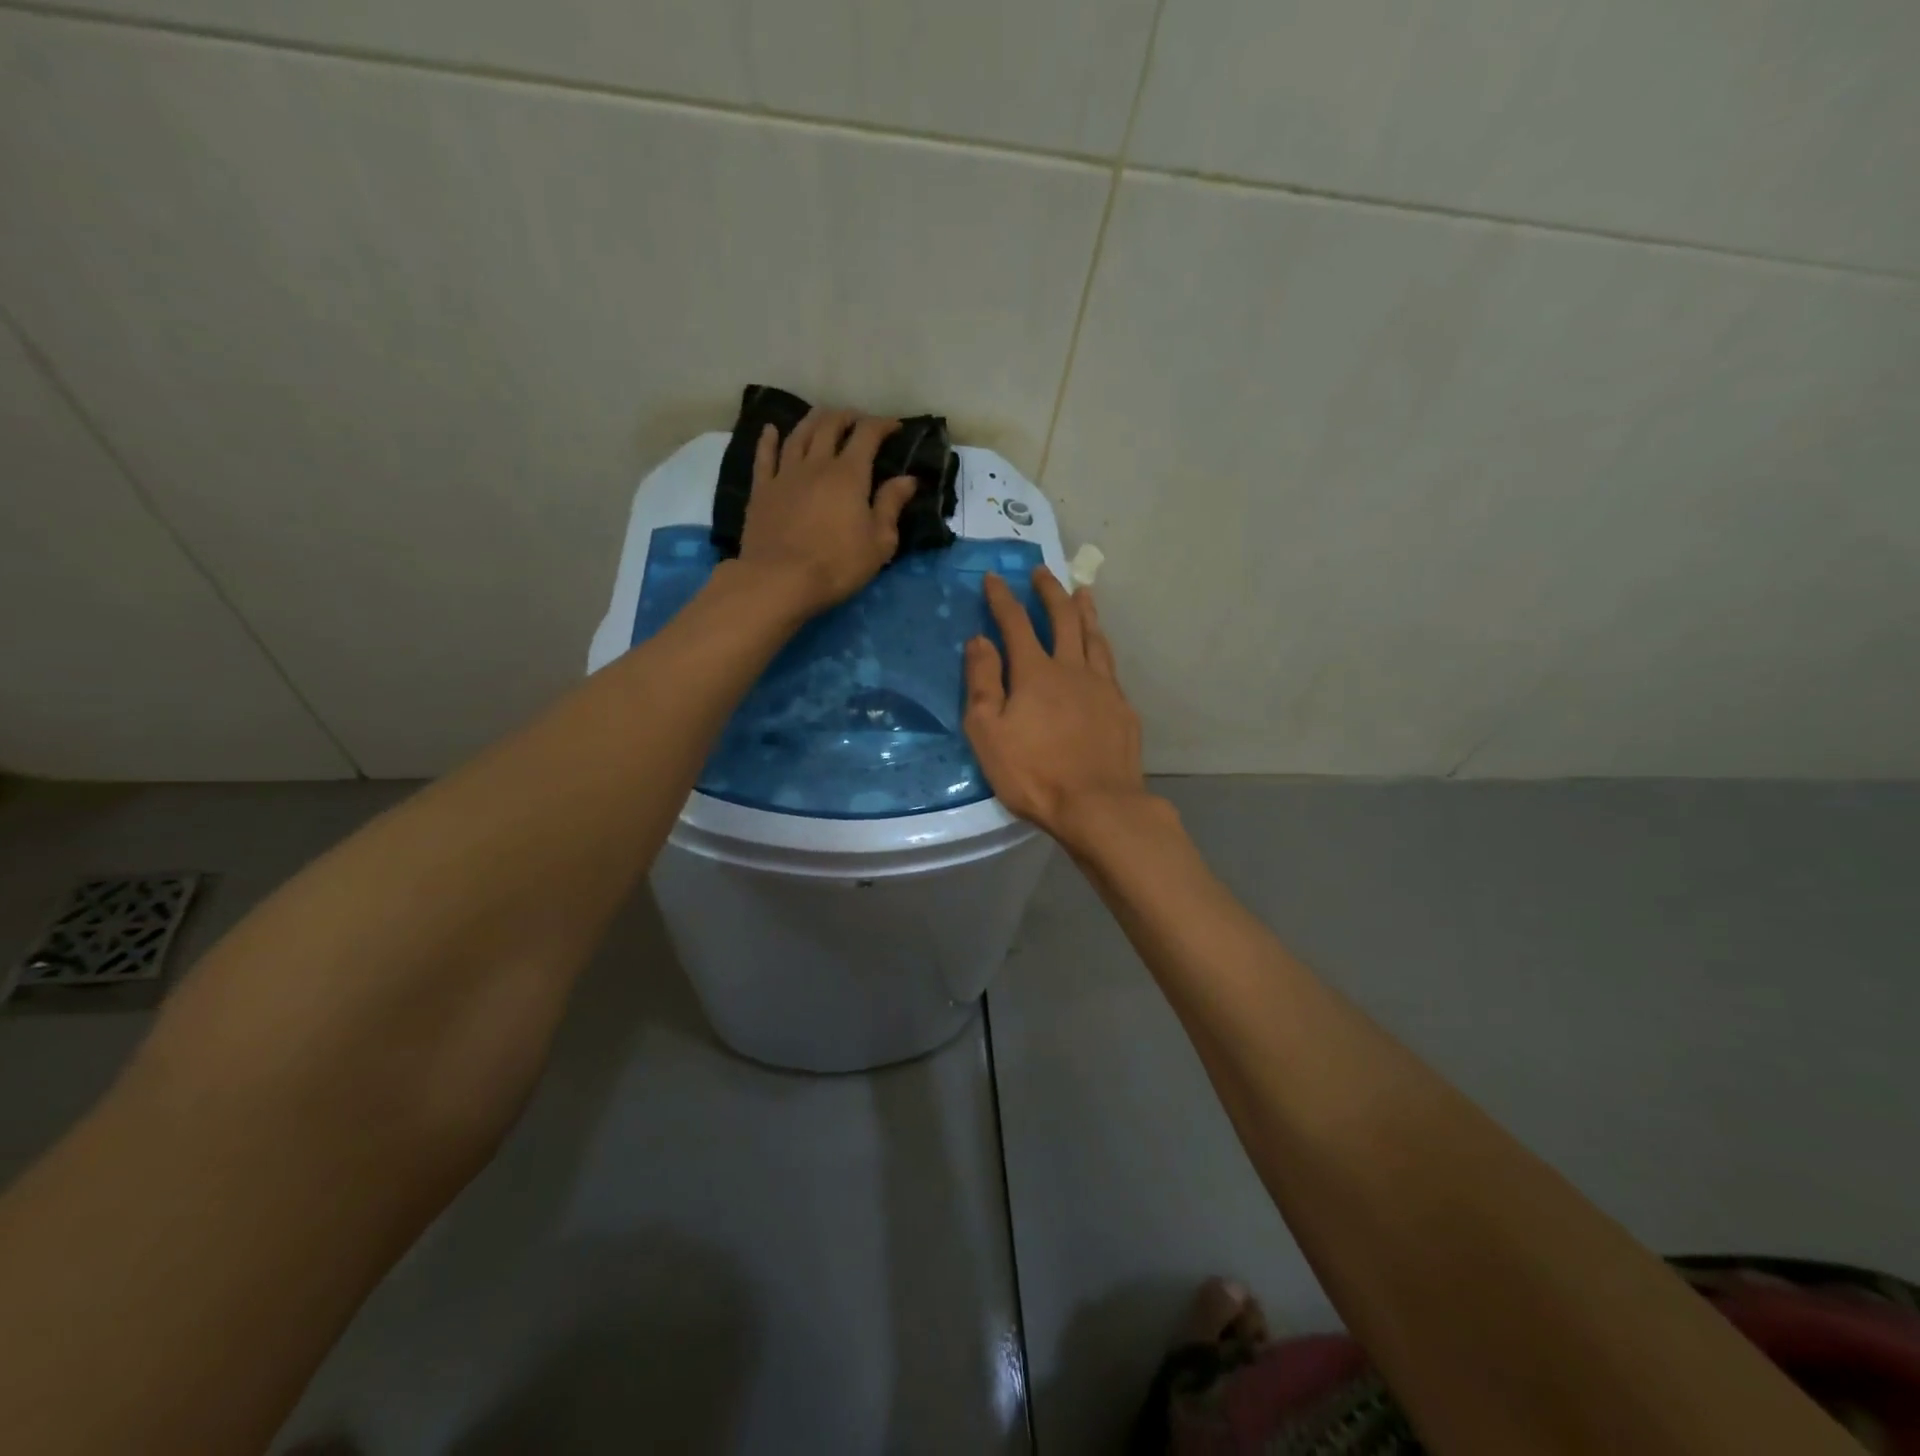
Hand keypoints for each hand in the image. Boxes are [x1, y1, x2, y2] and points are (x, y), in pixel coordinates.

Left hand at [735, 406, 917, 612]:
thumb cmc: (838, 565)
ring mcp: (785, 474)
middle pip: (830, 426)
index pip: (867, 435)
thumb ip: (891, 506)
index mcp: (849, 474)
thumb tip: (908, 479)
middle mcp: (816, 464)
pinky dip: (769, 439)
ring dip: (813, 420)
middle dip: (847, 417)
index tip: (894, 427)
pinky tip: (771, 430)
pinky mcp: (762, 490)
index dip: (882, 425)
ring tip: (823, 417)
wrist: (780, 580)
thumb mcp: (879, 542)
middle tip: (858, 420)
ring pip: (799, 434)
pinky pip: (764, 456)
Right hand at [964, 568, 1153, 848]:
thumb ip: (982, 683)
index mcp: (1035, 673)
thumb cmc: (1034, 774)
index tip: (994, 577)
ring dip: (1085, 611)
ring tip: (1082, 592)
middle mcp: (1072, 668)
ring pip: (1094, 637)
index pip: (1015, 623)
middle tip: (1042, 571)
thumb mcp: (989, 733)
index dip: (1002, 598)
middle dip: (1049, 591)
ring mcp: (1103, 687)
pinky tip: (1101, 650)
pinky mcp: (1122, 708)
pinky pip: (1110, 665)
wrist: (1098, 805)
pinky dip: (1102, 646)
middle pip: (1063, 618)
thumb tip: (978, 640)